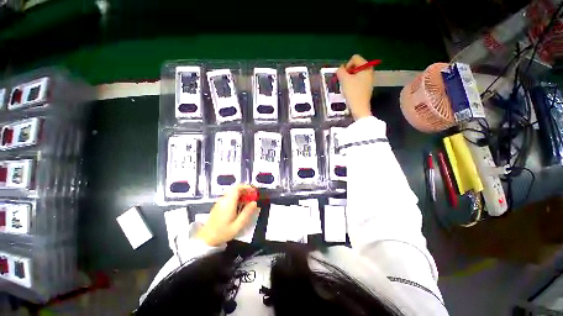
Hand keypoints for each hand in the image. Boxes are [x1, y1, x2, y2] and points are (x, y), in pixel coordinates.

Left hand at [196, 184, 259, 245]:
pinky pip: (229, 197)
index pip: (237, 188)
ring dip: (241, 194)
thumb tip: (254, 203)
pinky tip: (240, 206)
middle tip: (252, 196)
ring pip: (232, 192)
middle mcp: (223, 200)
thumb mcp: (238, 225)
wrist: (206, 239)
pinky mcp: (219, 205)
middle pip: (235, 189)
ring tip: (248, 201)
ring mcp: (220, 202)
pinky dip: (236, 198)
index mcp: (228, 203)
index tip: (254, 191)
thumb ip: (247, 213)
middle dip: (245, 190)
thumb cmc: (223, 232)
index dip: (246, 187)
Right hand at [336, 54, 373, 119]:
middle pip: (355, 66)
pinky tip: (350, 92)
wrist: (359, 107)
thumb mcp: (344, 80)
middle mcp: (369, 71)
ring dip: (349, 79)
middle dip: (347, 73)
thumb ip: (340, 71)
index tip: (344, 76)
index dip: (346, 65)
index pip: (354, 58)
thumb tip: (340, 69)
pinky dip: (352, 84)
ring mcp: (369, 79)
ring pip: (356, 74)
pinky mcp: (367, 87)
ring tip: (346, 88)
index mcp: (366, 66)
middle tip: (344, 82)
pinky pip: (358, 81)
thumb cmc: (353, 92)